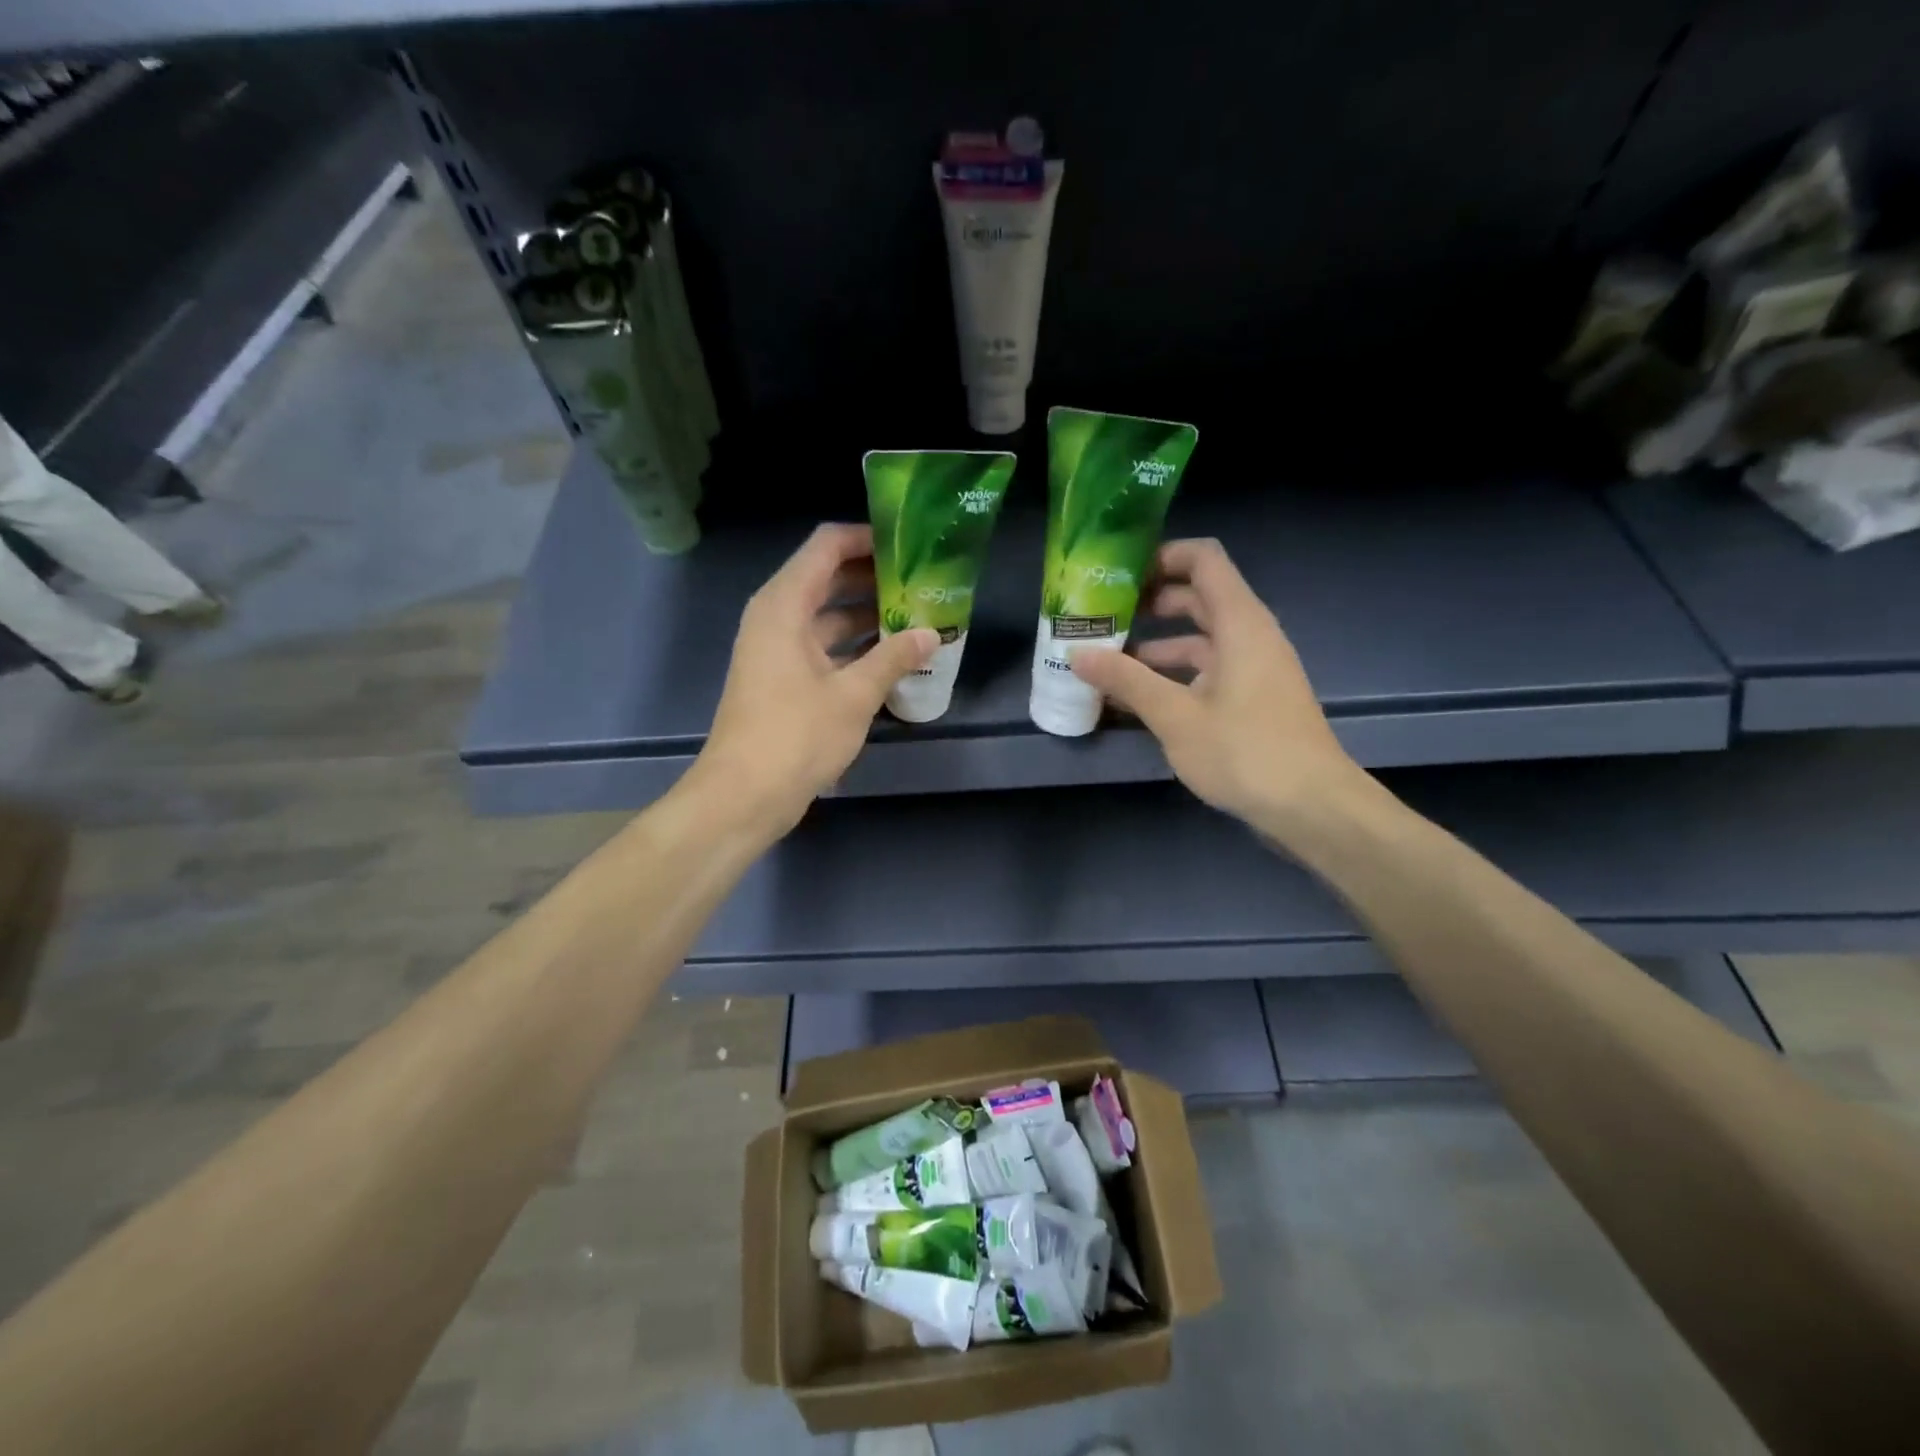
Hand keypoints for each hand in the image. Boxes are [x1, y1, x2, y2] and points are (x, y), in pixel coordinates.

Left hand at [696, 523, 935, 835]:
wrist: (744, 795)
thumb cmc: (795, 736)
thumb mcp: (853, 695)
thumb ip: (894, 658)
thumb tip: (930, 633)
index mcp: (784, 605)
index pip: (827, 546)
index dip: (867, 538)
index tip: (909, 545)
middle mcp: (777, 617)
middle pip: (828, 578)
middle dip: (875, 578)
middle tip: (923, 582)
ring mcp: (779, 650)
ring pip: (829, 616)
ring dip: (869, 616)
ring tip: (918, 617)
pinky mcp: (784, 679)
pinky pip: (825, 647)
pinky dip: (856, 648)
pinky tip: (894, 658)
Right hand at [1071, 538, 1366, 829]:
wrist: (1311, 807)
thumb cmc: (1245, 752)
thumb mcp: (1175, 716)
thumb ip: (1126, 680)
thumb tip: (1077, 653)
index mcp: (1240, 623)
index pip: (1203, 560)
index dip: (1162, 556)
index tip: (1118, 575)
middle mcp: (1250, 635)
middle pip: (1197, 598)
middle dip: (1149, 604)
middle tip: (1103, 618)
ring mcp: (1252, 668)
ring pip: (1199, 640)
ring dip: (1155, 646)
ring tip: (1107, 663)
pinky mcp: (1251, 698)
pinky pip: (1206, 671)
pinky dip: (1172, 676)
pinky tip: (1136, 700)